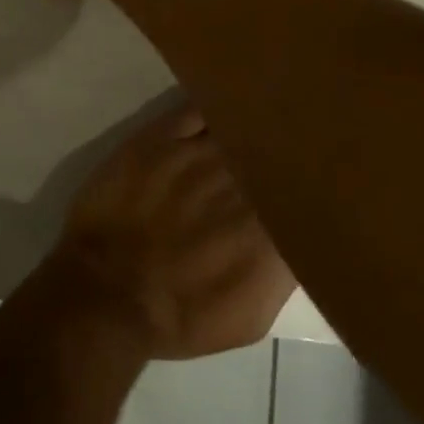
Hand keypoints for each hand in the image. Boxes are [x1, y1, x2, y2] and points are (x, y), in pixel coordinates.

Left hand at [47, 107, 295, 360]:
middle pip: (275, 155)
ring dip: (255, 128)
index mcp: (271, 229)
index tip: (316, 184)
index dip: (311, 187)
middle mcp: (241, 183)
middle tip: (295, 146)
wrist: (107, 293)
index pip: (305, 195)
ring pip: (241, 128)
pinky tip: (226, 107)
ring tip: (270, 116)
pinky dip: (217, 107)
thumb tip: (294, 238)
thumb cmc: (179, 317)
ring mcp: (198, 154)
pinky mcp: (160, 137)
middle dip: (285, 153)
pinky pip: (198, 109)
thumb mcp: (250, 317)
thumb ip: (282, 272)